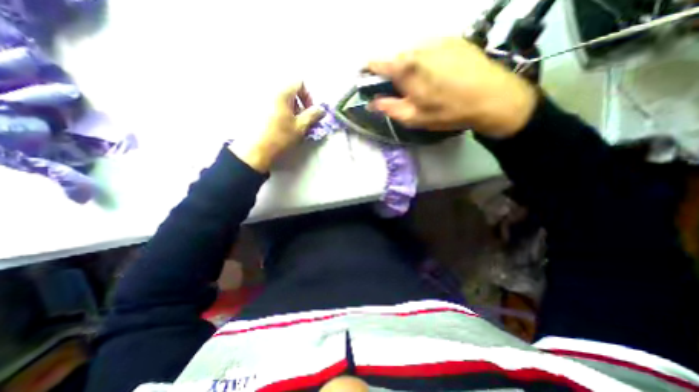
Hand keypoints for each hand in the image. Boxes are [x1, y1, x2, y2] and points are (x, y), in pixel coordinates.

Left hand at [230, 81, 324, 171]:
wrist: (255, 151)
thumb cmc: (280, 137)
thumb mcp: (300, 127)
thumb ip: (313, 115)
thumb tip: (321, 109)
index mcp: (281, 92)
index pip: (299, 82)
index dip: (308, 96)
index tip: (309, 112)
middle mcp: (269, 90)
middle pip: (289, 90)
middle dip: (299, 104)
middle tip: (301, 121)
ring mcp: (259, 99)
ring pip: (281, 98)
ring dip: (290, 109)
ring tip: (290, 125)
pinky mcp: (254, 108)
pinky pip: (271, 104)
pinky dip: (280, 111)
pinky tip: (279, 126)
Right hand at [368, 36, 536, 136]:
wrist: (491, 97)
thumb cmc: (447, 111)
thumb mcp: (413, 117)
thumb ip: (388, 108)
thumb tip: (371, 103)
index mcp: (404, 66)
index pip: (374, 62)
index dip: (367, 74)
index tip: (369, 85)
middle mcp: (417, 46)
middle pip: (393, 58)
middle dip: (391, 75)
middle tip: (401, 93)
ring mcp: (436, 39)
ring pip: (410, 53)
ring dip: (408, 68)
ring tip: (421, 85)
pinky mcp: (452, 38)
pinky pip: (428, 49)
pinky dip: (424, 61)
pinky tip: (437, 75)